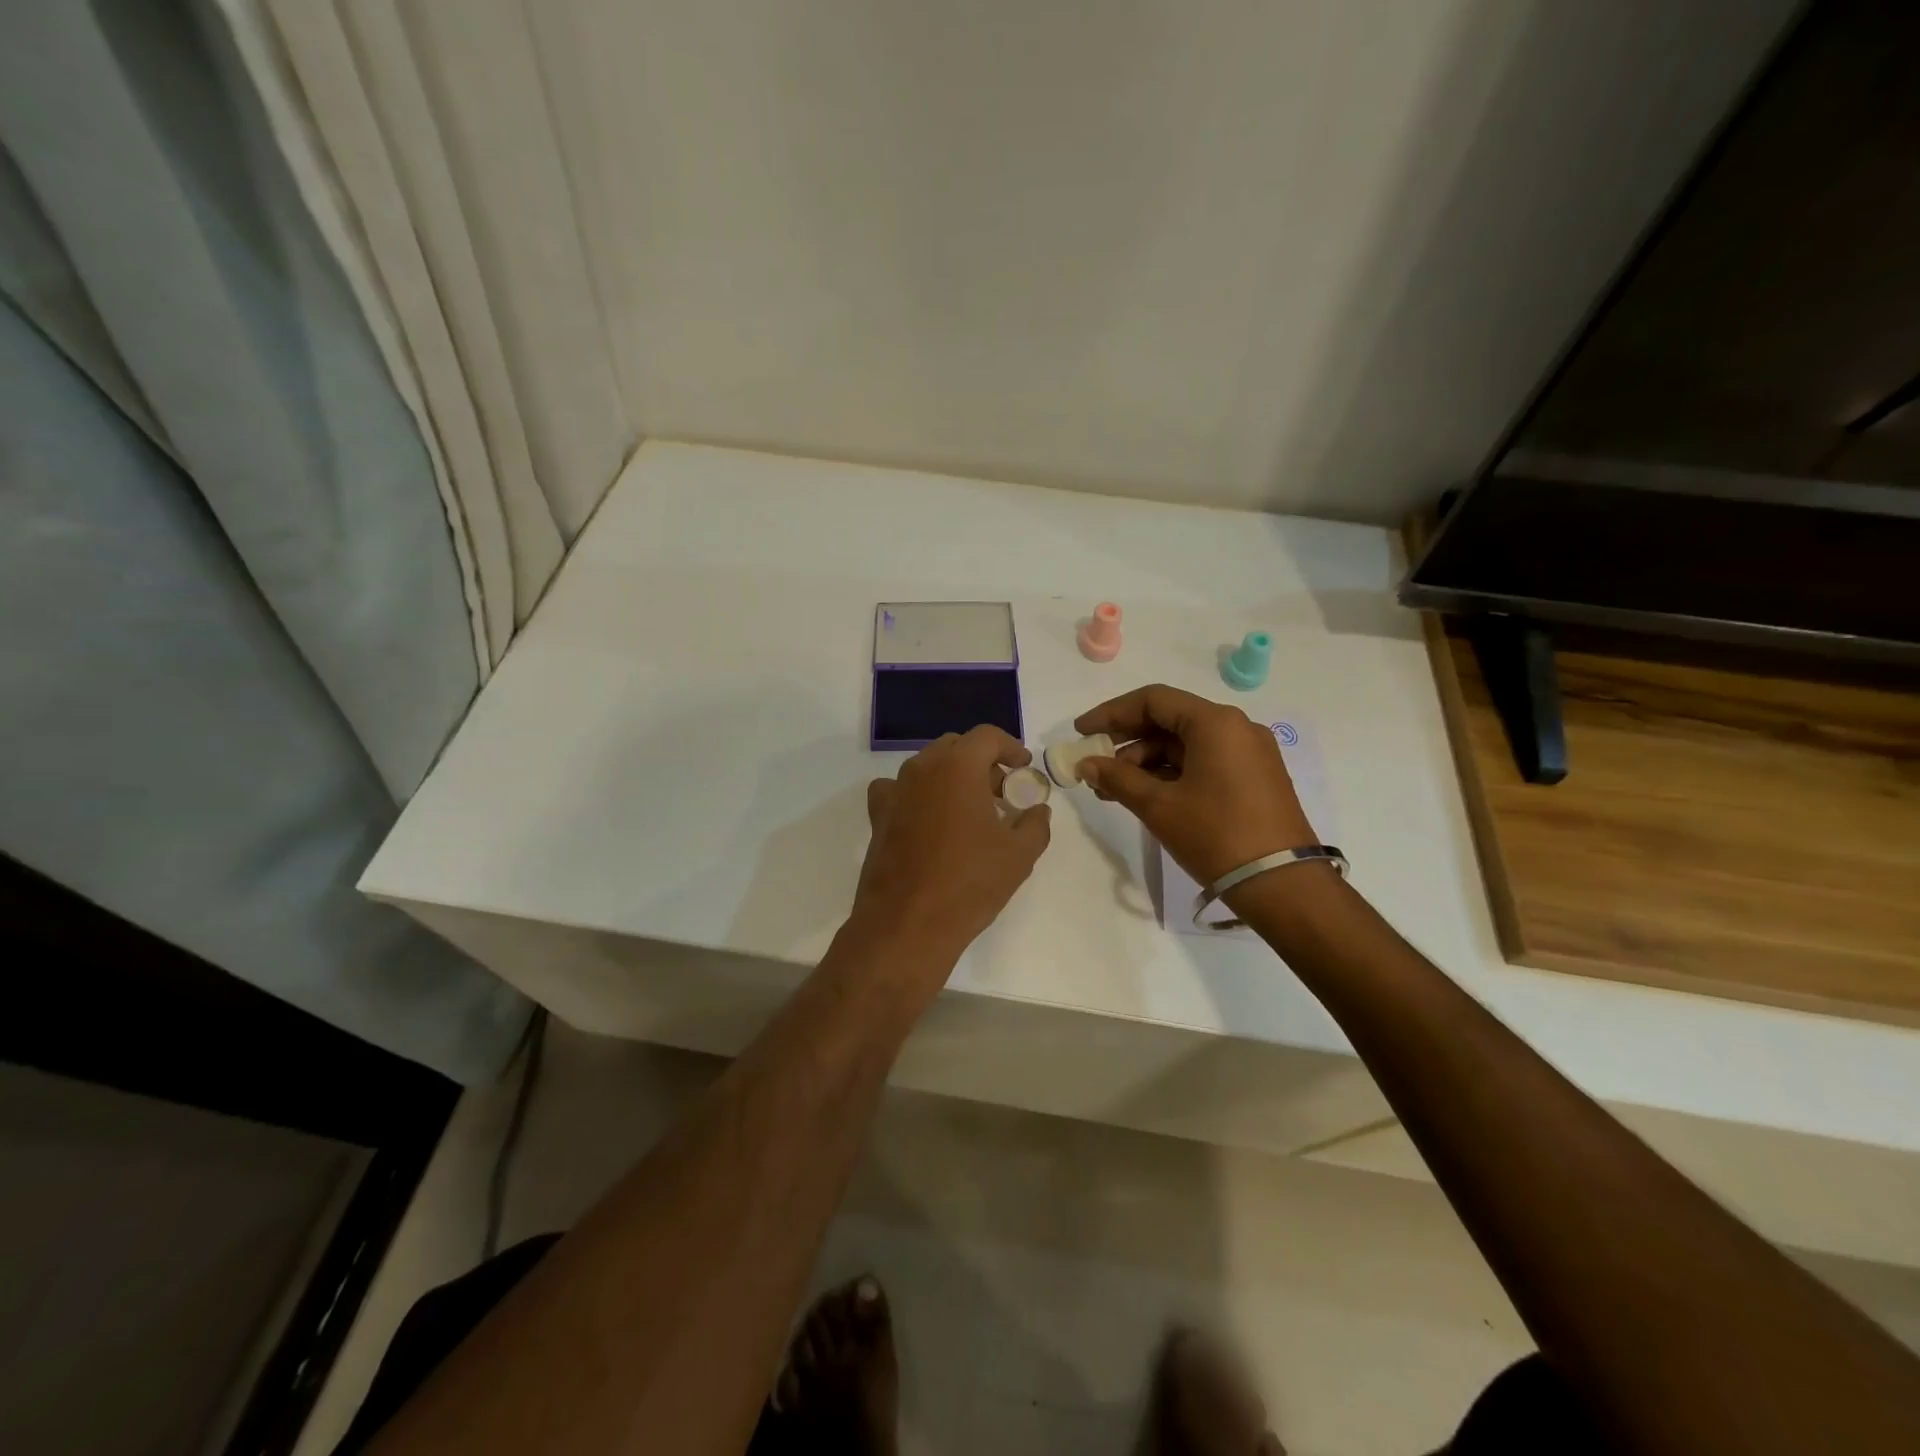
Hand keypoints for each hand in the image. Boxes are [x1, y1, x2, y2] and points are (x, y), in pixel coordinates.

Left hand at [852, 726, 1051, 957]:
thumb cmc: (969, 883)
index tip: (1023, 767)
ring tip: (970, 809)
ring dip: (952, 777)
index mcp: (958, 766)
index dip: (1010, 747)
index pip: (987, 736)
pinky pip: (900, 790)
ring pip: (928, 767)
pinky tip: (929, 820)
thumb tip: (1038, 810)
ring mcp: (895, 791)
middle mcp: (922, 769)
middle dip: (982, 762)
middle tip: (1001, 791)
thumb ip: (1035, 824)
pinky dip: (919, 795)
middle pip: (955, 747)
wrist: (907, 924)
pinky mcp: (878, 816)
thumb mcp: (1019, 855)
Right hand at [1074, 684, 1315, 885]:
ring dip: (1146, 762)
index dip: (1111, 714)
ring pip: (1185, 744)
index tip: (1082, 733)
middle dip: (1127, 742)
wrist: (1283, 886)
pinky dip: (1172, 773)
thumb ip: (1117, 778)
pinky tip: (1146, 795)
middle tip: (1095, 766)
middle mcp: (1236, 728)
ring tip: (1114, 790)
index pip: (1152, 700)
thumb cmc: (1216, 836)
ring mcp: (1249, 753)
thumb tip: (1086, 764)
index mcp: (1215, 723)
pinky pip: (1204, 761)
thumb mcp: (1159, 806)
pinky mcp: (1254, 777)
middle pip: (1169, 720)